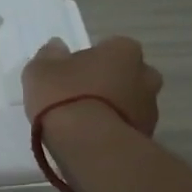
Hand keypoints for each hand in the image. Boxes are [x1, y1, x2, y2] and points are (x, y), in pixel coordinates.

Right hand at [21, 36, 162, 132]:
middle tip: (82, 97)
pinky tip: (93, 140)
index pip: (110, 48)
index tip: (72, 75)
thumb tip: (57, 47)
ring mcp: (151, 108)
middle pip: (126, 75)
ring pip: (130, 103)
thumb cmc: (65, 97)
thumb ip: (50, 55)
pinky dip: (115, 131)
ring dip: (114, 109)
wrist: (89, 145)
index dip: (90, 60)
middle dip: (110, 84)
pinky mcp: (148, 137)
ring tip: (85, 125)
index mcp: (123, 50)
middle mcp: (146, 75)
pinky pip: (128, 127)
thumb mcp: (40, 70)